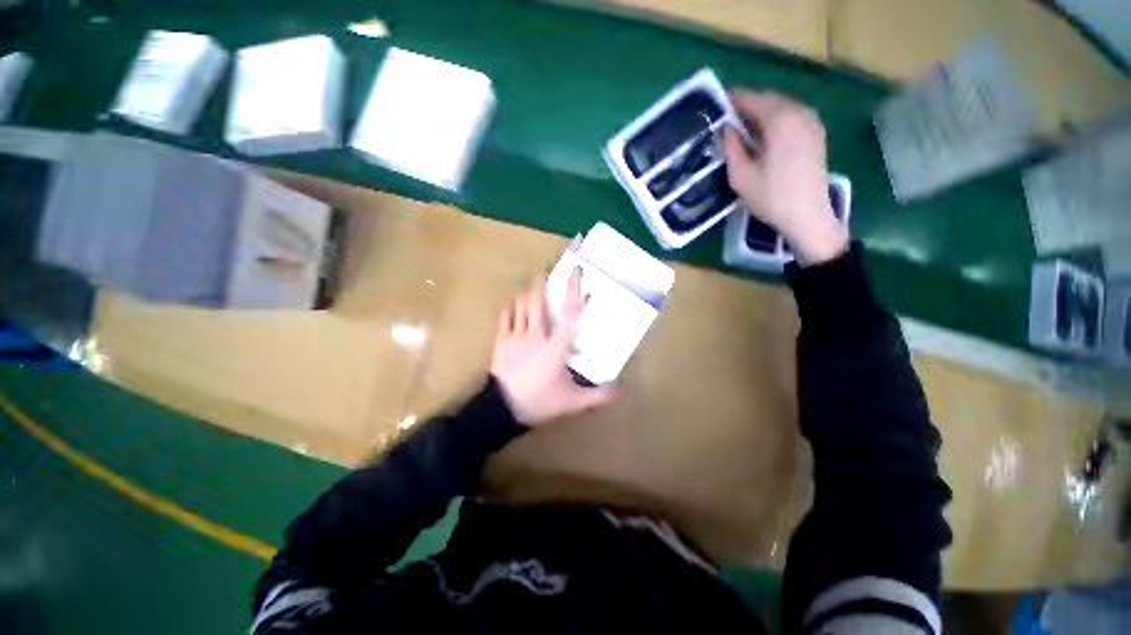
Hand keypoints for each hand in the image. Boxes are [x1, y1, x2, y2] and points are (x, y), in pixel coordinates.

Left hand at [490, 269, 616, 425]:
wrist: (503, 411)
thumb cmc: (540, 403)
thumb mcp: (572, 402)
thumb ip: (597, 395)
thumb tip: (621, 390)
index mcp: (555, 347)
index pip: (568, 314)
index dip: (573, 291)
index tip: (575, 272)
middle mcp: (535, 336)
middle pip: (537, 302)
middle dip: (540, 284)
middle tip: (544, 273)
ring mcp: (515, 338)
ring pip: (520, 307)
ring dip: (526, 293)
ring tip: (530, 285)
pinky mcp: (500, 342)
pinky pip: (504, 318)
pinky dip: (509, 307)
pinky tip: (512, 303)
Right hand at [722, 91, 848, 265]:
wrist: (807, 216)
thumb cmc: (771, 198)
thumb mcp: (740, 176)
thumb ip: (731, 147)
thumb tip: (725, 128)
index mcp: (780, 119)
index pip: (751, 99)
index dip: (730, 101)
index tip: (714, 108)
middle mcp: (799, 112)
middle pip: (767, 99)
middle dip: (745, 107)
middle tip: (724, 123)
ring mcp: (811, 121)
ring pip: (780, 107)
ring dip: (760, 114)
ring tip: (740, 131)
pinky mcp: (816, 133)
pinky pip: (791, 117)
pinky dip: (774, 121)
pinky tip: (762, 139)